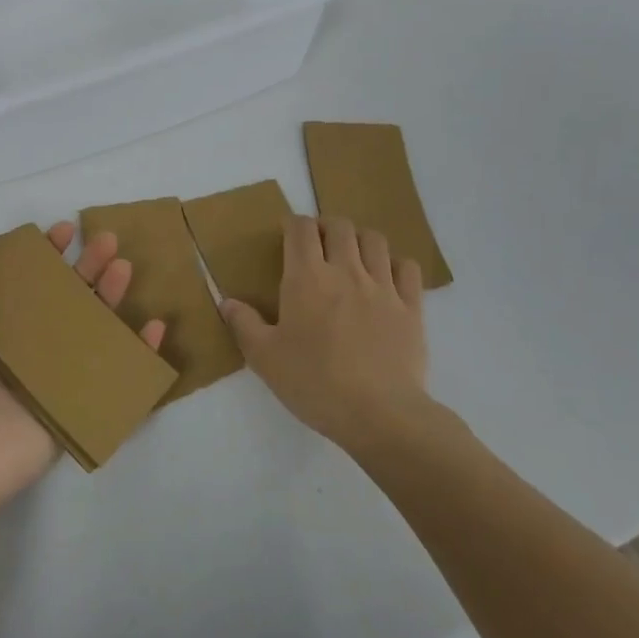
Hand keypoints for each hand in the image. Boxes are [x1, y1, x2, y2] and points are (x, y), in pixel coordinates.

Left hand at [0, 219, 166, 515]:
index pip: (26, 281)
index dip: (46, 255)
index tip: (65, 230)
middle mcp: (26, 346)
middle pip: (66, 298)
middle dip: (88, 267)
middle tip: (109, 241)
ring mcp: (54, 375)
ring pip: (92, 327)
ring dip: (112, 296)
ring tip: (125, 268)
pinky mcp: (76, 403)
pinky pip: (113, 372)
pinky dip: (137, 350)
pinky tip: (153, 326)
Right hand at [221, 216, 429, 453]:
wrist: (379, 413)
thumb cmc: (314, 383)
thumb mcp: (264, 358)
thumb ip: (244, 324)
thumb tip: (226, 302)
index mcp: (307, 278)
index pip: (300, 229)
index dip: (293, 224)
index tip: (287, 233)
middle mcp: (346, 271)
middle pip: (339, 226)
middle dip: (326, 226)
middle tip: (317, 244)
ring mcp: (383, 287)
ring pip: (374, 240)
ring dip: (359, 239)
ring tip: (351, 255)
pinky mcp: (411, 307)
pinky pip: (408, 268)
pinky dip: (395, 264)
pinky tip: (387, 278)